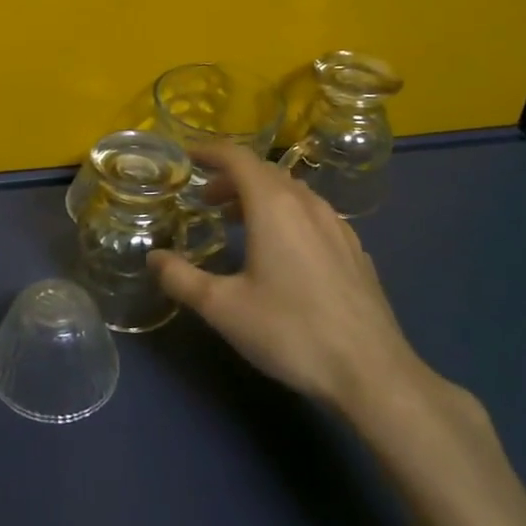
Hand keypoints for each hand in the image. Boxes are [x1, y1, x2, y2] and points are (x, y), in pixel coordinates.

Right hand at [149, 142, 448, 429]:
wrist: (372, 373)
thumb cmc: (291, 331)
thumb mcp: (223, 308)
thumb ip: (181, 278)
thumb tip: (153, 258)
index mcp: (273, 206)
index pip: (237, 158)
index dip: (209, 152)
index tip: (187, 157)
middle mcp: (307, 204)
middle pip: (264, 172)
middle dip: (231, 177)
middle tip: (205, 199)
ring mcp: (337, 226)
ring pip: (292, 192)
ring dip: (259, 195)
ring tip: (238, 221)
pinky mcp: (354, 250)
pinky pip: (313, 214)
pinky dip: (287, 214)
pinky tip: (283, 249)